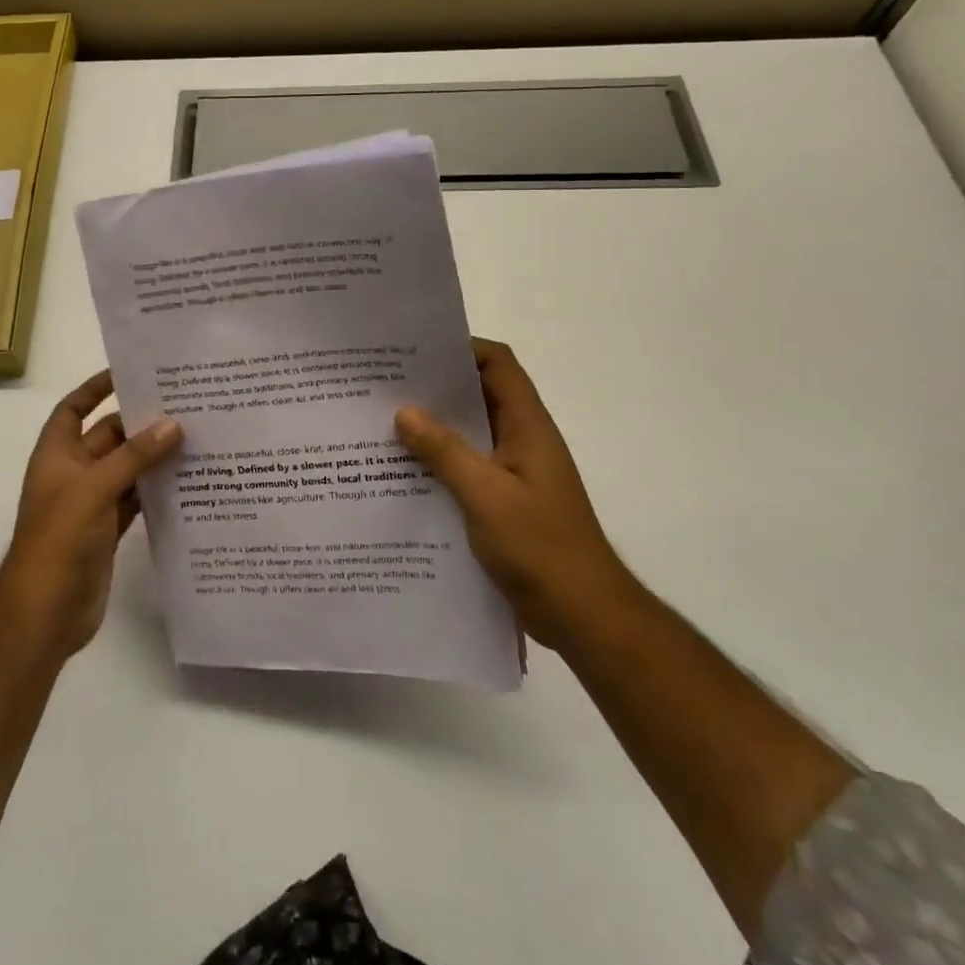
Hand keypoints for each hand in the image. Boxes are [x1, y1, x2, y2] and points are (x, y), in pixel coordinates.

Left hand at [0, 370, 182, 657]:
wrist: (46, 611)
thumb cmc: (60, 539)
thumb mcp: (95, 488)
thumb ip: (134, 456)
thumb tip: (173, 424)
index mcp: (57, 456)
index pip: (73, 409)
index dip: (94, 388)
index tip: (129, 373)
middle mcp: (73, 474)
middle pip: (108, 438)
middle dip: (139, 424)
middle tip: (183, 407)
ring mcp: (91, 504)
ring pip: (126, 469)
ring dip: (153, 458)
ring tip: (195, 438)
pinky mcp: (109, 530)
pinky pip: (135, 500)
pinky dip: (155, 491)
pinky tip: (187, 481)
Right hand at [395, 339, 634, 648]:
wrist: (583, 617)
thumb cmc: (541, 548)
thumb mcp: (486, 495)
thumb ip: (445, 451)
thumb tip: (405, 411)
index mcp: (527, 428)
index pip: (499, 365)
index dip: (462, 348)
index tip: (415, 350)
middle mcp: (521, 442)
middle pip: (479, 396)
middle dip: (436, 388)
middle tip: (385, 386)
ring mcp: (513, 474)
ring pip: (468, 435)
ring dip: (432, 429)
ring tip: (382, 425)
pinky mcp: (502, 503)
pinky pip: (464, 469)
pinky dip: (436, 464)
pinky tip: (400, 475)